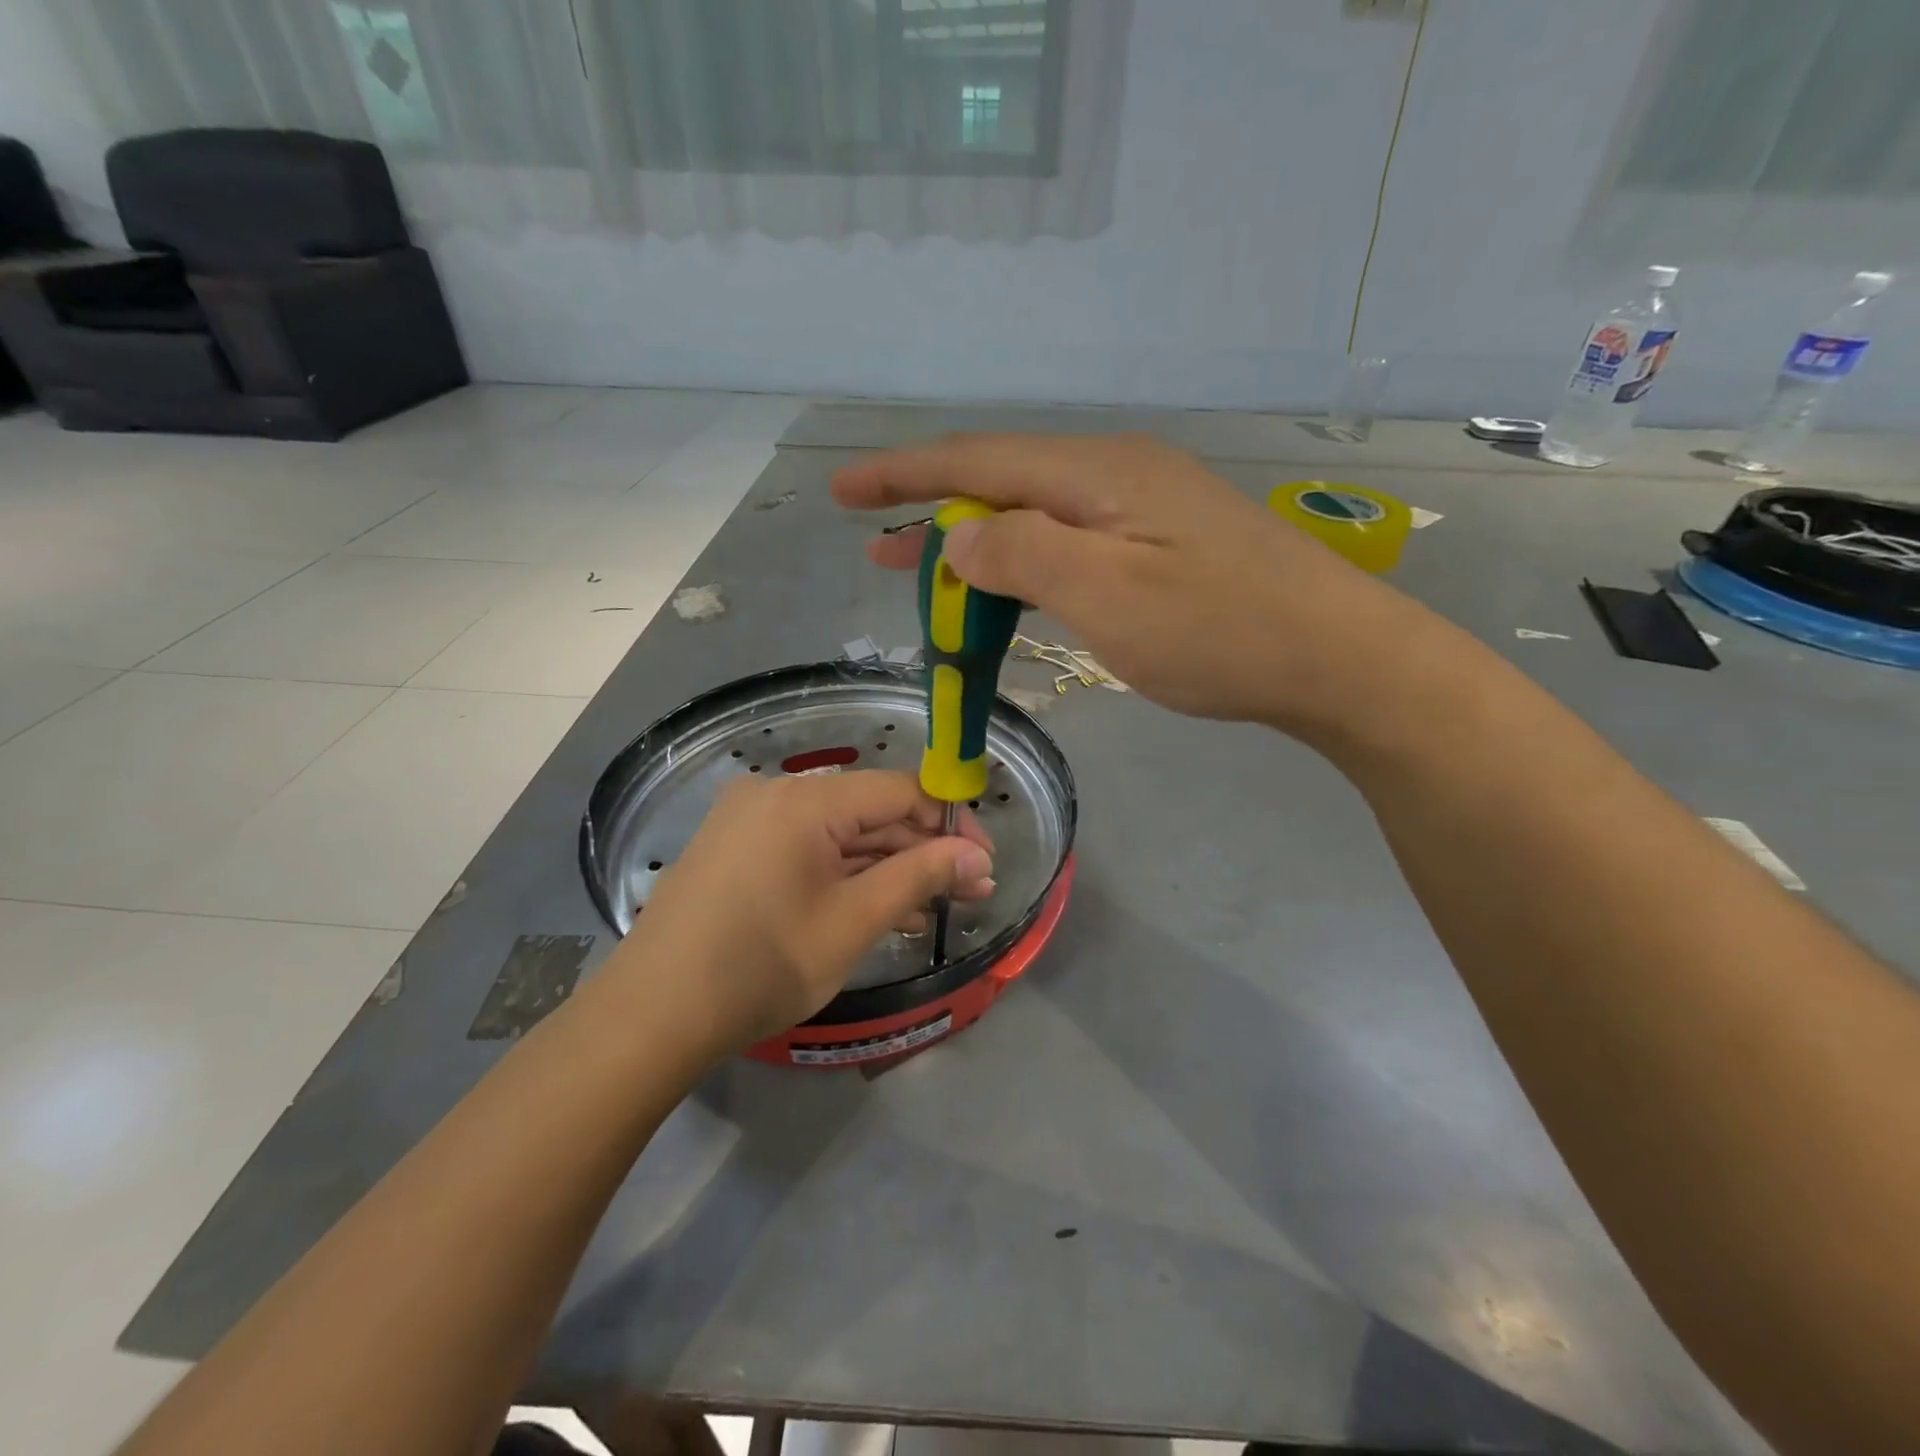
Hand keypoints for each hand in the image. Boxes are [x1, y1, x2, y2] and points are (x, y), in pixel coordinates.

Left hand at [613, 771, 993, 1055]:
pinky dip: (845, 874)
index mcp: (805, 800)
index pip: (899, 791)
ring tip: (932, 907)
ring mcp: (749, 819)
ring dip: (887, 866)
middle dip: (922, 851)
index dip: (949, 823)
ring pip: (839, 833)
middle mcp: (775, 793)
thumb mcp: (853, 922)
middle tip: (969, 893)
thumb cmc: (762, 967)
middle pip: (869, 811)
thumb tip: (977, 855)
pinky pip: (807, 848)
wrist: (651, 1016)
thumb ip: (919, 877)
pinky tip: (879, 906)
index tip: (983, 863)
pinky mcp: (735, 847)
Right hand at [833, 433, 1441, 741]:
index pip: (978, 460)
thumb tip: (958, 533)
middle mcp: (1117, 475)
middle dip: (933, 511)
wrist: (1336, 658)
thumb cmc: (1219, 631)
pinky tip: (1009, 587)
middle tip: (874, 545)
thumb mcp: (1106, 594)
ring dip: (977, 543)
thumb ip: (1023, 553)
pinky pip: (1070, 544)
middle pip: (1003, 482)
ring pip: (1036, 516)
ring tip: (925, 576)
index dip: (905, 475)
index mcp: (1098, 473)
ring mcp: (1144, 509)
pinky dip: (1024, 565)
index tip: (845, 492)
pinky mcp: (1162, 545)